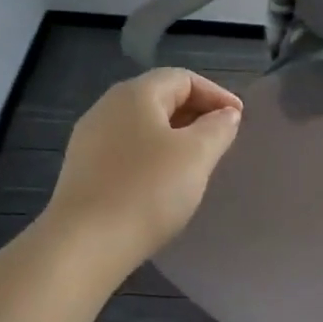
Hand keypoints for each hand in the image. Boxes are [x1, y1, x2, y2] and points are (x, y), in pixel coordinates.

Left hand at [46, 68, 243, 266]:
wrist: (86, 243)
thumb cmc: (148, 191)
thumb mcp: (196, 155)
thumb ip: (217, 128)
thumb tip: (226, 115)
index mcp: (135, 94)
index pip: (183, 78)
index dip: (216, 94)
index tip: (239, 119)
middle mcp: (107, 107)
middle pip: (159, 98)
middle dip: (195, 113)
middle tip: (222, 139)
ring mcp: (89, 139)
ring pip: (142, 126)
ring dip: (174, 136)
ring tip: (197, 161)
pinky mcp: (82, 169)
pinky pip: (126, 150)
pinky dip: (152, 156)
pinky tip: (163, 182)